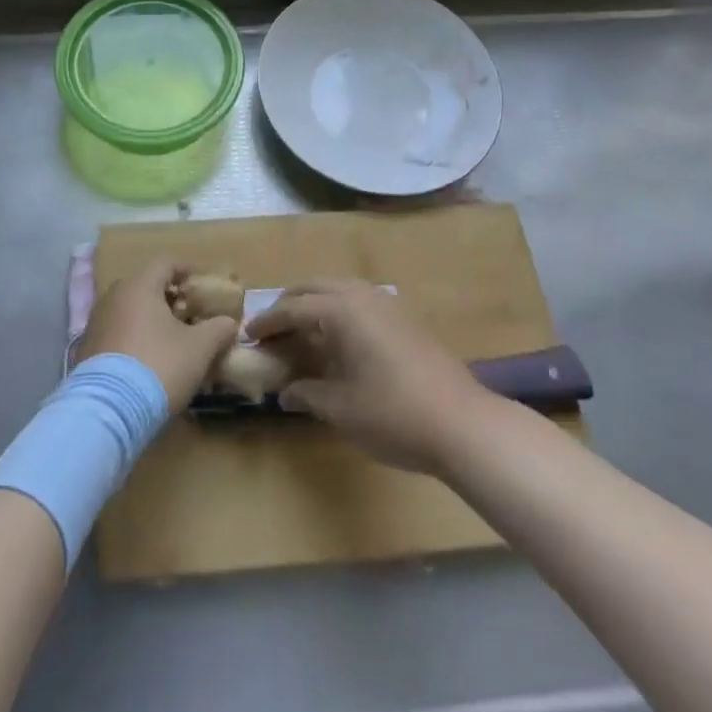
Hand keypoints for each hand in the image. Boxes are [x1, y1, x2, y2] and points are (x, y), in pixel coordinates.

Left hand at [76, 259, 237, 413]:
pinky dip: (136, 337)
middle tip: (191, 314)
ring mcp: (96, 323)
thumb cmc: (159, 365)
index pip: (166, 263)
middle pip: (146, 286)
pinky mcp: (87, 349)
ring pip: (130, 310)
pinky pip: (118, 332)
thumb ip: (218, 329)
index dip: (188, 269)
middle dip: (170, 297)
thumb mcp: (199, 348)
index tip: (204, 284)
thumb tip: (228, 323)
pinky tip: (149, 360)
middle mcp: (113, 296)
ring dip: (152, 319)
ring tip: (172, 340)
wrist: (108, 410)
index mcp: (139, 286)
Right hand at [246, 279, 492, 473]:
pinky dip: (339, 310)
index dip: (268, 322)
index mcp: (342, 310)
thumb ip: (307, 394)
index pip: (293, 308)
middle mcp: (363, 296)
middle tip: (270, 329)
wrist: (463, 424)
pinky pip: (360, 300)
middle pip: (315, 287)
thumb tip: (284, 392)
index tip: (248, 335)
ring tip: (300, 331)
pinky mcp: (406, 319)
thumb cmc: (394, 414)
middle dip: (289, 304)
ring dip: (315, 303)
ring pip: (340, 289)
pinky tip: (337, 339)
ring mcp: (388, 304)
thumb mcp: (341, 409)